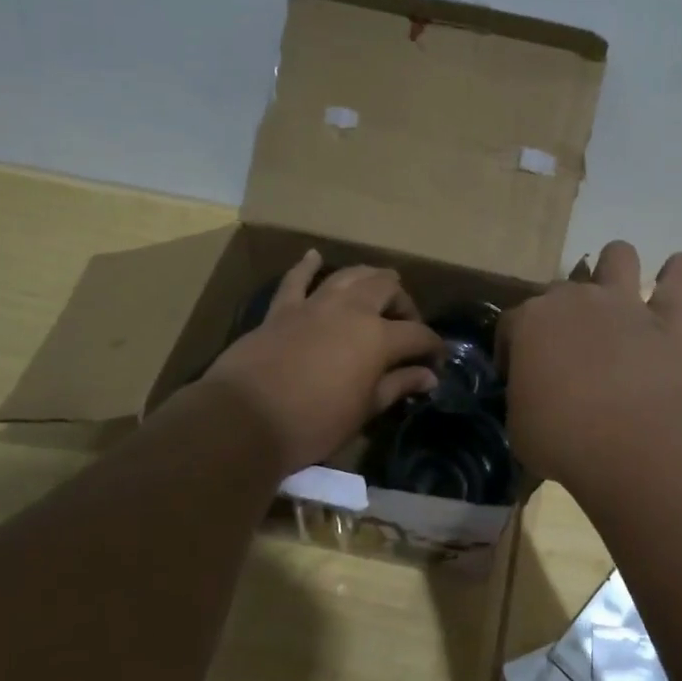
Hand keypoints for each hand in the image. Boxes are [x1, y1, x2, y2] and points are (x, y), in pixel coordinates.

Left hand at [200, 250, 443, 474]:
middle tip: (405, 325)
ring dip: (368, 277)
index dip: (432, 346)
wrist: (245, 420)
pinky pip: (296, 280)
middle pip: (386, 289)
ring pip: (348, 275)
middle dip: (403, 303)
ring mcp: (314, 305)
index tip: (436, 361)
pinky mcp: (281, 310)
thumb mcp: (364, 410)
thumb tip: (429, 376)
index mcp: (378, 337)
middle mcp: (350, 310)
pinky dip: (307, 266)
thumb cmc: (314, 423)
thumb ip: (398, 386)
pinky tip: (315, 257)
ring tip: (378, 288)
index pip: (417, 334)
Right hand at [497, 240, 681, 485]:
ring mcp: (621, 304)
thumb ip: (523, 399)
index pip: (510, 324)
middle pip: (559, 290)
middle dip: (560, 314)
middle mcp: (573, 300)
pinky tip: (677, 272)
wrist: (631, 442)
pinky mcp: (666, 320)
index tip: (517, 377)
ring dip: (615, 268)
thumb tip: (533, 398)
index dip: (511, 350)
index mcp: (528, 322)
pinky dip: (679, 272)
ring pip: (617, 255)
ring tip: (617, 292)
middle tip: (566, 352)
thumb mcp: (519, 425)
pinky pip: (680, 276)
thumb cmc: (561, 437)